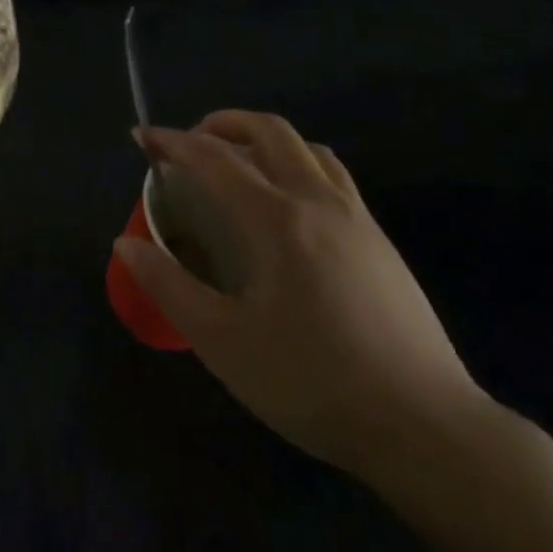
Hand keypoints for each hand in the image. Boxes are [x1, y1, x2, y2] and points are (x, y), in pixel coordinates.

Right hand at [117, 112, 489, 483]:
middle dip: (224, 123)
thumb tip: (126, 244)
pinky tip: (288, 207)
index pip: (213, 158)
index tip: (142, 137)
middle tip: (191, 142)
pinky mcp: (380, 242)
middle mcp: (317, 202)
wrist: (426, 428)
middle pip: (270, 131)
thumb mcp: (224, 343)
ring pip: (308, 148)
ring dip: (265, 139)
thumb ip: (170, 287)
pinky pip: (333, 176)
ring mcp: (357, 219)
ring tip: (238, 163)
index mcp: (276, 220)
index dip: (172, 142)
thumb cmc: (313, 383)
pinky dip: (298, 164)